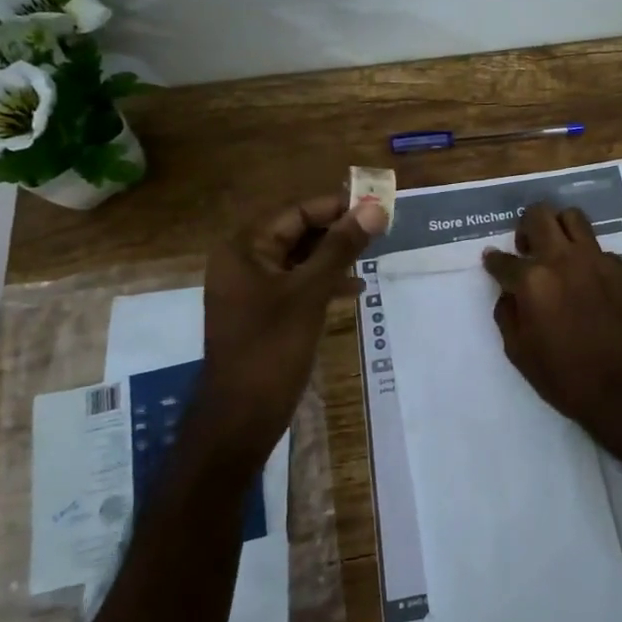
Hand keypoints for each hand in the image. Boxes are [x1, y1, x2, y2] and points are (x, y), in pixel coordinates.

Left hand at [192, 192, 384, 473]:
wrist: (241, 416)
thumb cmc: (272, 348)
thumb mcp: (311, 292)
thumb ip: (342, 248)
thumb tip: (375, 209)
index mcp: (245, 248)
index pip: (296, 211)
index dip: (337, 205)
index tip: (377, 206)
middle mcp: (244, 261)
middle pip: (296, 231)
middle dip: (337, 230)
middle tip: (380, 229)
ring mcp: (251, 289)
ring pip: (299, 258)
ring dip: (334, 255)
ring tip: (372, 255)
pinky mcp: (263, 312)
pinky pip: (296, 283)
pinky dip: (323, 281)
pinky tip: (354, 289)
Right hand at [482, 202, 621, 427]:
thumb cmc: (563, 376)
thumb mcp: (518, 351)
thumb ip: (507, 313)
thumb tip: (508, 293)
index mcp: (532, 280)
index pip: (502, 259)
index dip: (493, 261)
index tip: (493, 261)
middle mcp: (563, 259)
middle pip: (538, 215)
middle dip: (526, 226)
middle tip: (527, 246)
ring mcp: (597, 260)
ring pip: (574, 217)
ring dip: (559, 228)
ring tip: (558, 249)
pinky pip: (600, 250)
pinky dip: (588, 259)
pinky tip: (589, 282)